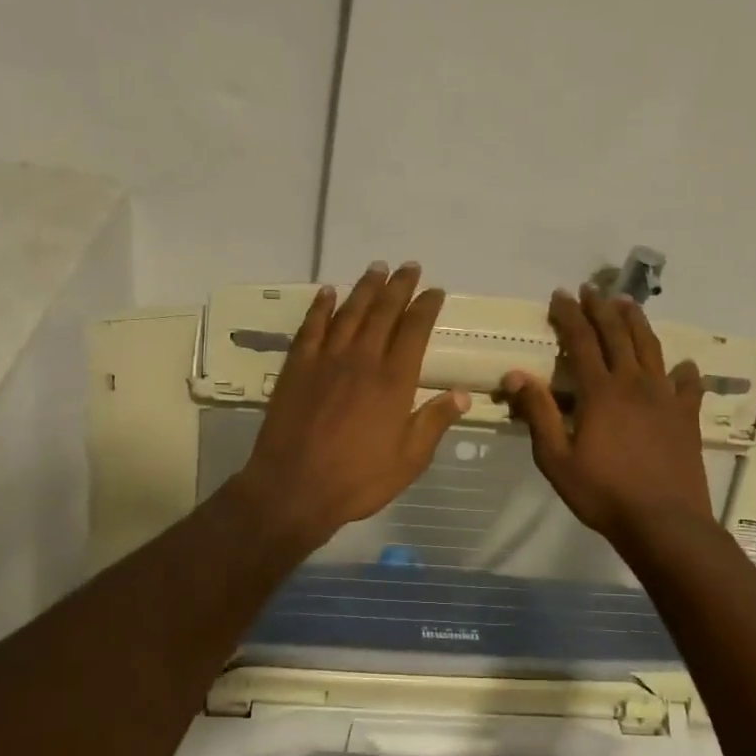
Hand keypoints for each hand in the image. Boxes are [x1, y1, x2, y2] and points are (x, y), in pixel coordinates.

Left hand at [233, 262, 470, 551]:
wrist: (293, 488)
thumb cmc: (358, 480)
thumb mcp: (409, 460)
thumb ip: (434, 422)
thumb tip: (462, 394)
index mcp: (394, 381)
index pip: (414, 331)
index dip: (426, 307)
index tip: (435, 291)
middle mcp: (362, 360)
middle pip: (384, 312)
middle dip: (399, 287)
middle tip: (409, 267)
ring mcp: (326, 360)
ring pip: (349, 312)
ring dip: (365, 288)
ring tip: (377, 268)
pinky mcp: (297, 367)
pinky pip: (311, 327)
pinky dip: (321, 307)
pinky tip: (328, 292)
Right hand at [503, 286, 713, 549]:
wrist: (663, 522)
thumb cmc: (602, 493)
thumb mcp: (556, 458)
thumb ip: (538, 413)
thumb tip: (516, 374)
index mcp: (600, 391)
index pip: (582, 340)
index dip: (569, 315)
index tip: (560, 295)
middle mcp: (635, 383)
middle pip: (618, 334)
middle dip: (601, 308)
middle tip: (591, 289)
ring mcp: (666, 398)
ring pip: (651, 348)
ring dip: (637, 323)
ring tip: (628, 304)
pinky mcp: (687, 416)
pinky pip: (688, 384)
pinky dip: (683, 371)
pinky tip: (681, 367)